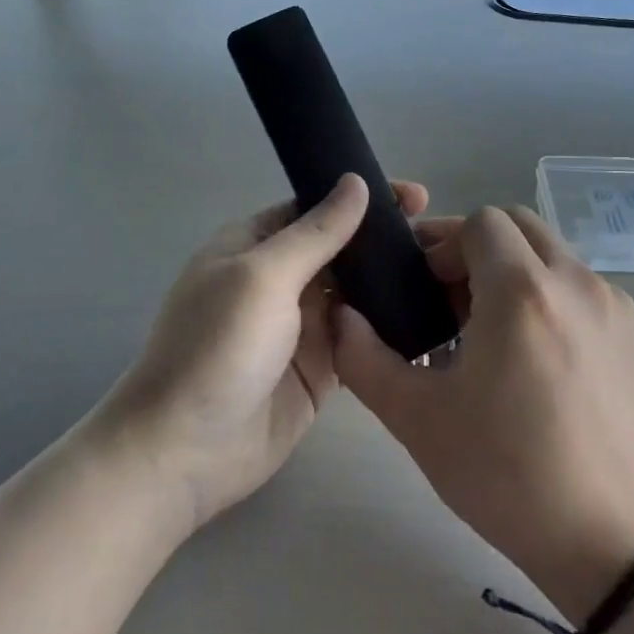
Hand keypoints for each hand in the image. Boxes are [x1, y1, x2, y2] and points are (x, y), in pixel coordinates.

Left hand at [95, 174, 429, 533]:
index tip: (416, 196)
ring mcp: (299, 326)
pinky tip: (430, 316)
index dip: (361, 200)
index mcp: (254, 245)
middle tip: (443, 239)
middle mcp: (278, 279)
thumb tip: (354, 182)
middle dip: (384, 240)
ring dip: (392, 282)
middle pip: (340, 249)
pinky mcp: (320, 367)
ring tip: (447, 273)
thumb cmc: (217, 347)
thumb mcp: (264, 276)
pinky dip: (388, 326)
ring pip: (355, 292)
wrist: (185, 452)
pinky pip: (360, 336)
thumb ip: (316, 232)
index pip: (315, 207)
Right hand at [334, 206, 633, 624]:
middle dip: (480, 249)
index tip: (427, 288)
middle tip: (455, 303)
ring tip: (500, 339)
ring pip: (556, 259)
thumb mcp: (417, 419)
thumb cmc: (507, 475)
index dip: (445, 244)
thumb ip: (363, 358)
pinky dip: (558, 305)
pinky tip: (548, 366)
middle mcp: (578, 282)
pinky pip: (589, 294)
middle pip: (521, 226)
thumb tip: (341, 317)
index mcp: (522, 290)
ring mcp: (620, 307)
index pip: (480, 221)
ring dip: (520, 277)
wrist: (615, 543)